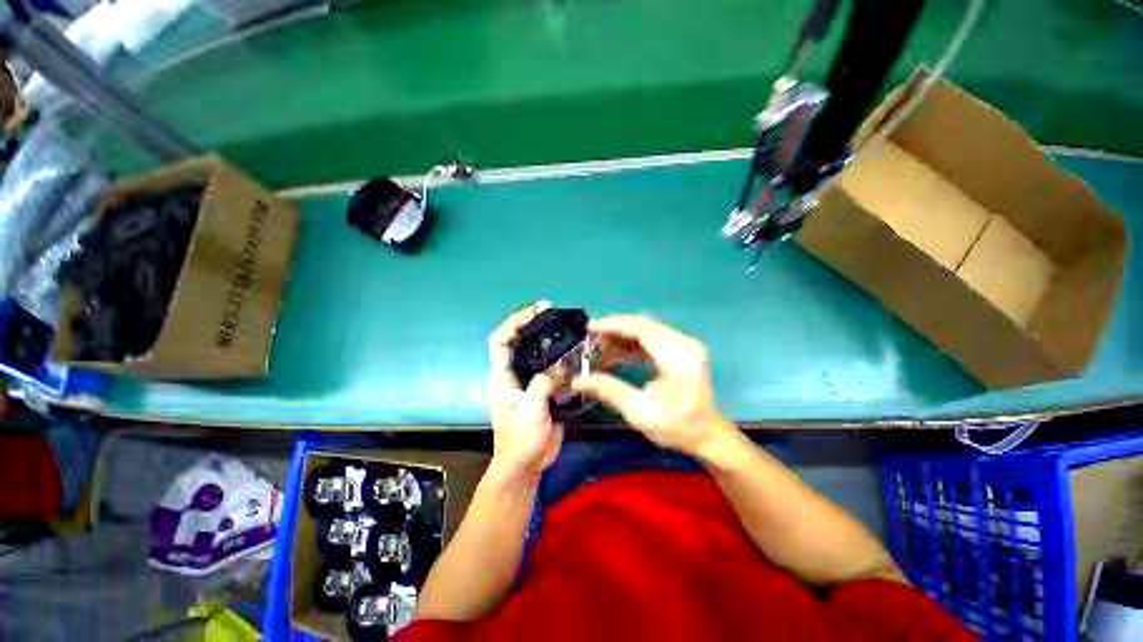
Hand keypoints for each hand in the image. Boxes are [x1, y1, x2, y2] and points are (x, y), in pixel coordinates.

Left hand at [486, 302, 563, 481]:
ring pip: (538, 359)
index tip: (535, 311)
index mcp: (502, 378)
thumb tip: (562, 365)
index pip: (500, 341)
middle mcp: (513, 378)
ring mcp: (529, 387)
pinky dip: (564, 366)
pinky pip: (553, 376)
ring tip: (571, 333)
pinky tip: (578, 360)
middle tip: (556, 315)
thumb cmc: (520, 439)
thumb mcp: (531, 409)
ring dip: (552, 346)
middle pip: (520, 345)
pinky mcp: (543, 398)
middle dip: (535, 327)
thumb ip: (544, 384)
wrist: (525, 466)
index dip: (514, 322)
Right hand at [573, 315, 738, 457]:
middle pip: (645, 326)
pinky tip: (617, 356)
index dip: (614, 325)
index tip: (588, 329)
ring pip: (649, 332)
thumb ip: (610, 391)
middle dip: (615, 331)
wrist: (707, 436)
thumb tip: (578, 381)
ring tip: (598, 350)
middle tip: (588, 342)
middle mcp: (685, 344)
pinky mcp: (684, 354)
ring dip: (624, 338)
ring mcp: (686, 347)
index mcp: (677, 355)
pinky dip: (635, 345)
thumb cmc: (677, 427)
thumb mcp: (640, 412)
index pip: (642, 328)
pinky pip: (656, 341)